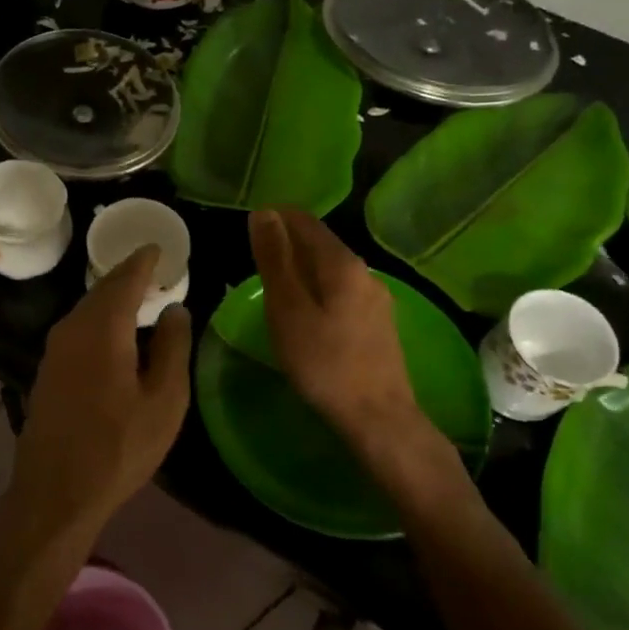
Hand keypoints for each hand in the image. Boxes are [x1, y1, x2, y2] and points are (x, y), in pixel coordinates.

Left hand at [2, 246, 192, 546]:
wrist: (55, 492)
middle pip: (102, 290)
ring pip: (87, 309)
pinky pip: (78, 329)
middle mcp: (72, 328)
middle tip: (154, 270)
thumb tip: (176, 309)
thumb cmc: (119, 447)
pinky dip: (100, 320)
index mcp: (103, 329)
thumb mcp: (164, 401)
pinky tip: (115, 334)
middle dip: (128, 276)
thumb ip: (173, 348)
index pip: (125, 278)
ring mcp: (54, 350)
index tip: (158, 247)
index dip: (143, 260)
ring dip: (112, 299)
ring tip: (140, 298)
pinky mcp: (47, 370)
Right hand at [248, 207, 419, 438]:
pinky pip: (342, 291)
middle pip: (322, 244)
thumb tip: (264, 213)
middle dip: (288, 243)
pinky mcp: (379, 323)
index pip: (305, 222)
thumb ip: (275, 260)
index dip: (275, 218)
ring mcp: (377, 298)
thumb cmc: (324, 362)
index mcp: (343, 264)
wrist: (377, 416)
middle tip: (254, 260)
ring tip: (274, 286)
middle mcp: (365, 272)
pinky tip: (306, 311)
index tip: (249, 229)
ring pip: (332, 269)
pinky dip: (318, 289)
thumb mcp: (287, 309)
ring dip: (302, 268)